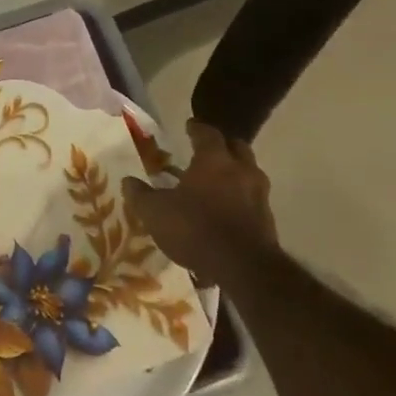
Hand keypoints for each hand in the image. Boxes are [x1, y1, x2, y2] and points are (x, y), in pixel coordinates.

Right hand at [125, 120, 278, 284]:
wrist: (244, 269)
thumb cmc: (196, 229)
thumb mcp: (156, 213)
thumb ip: (141, 195)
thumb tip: (128, 181)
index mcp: (214, 159)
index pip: (207, 132)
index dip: (197, 128)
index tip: (189, 126)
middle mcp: (241, 169)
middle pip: (236, 147)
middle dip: (223, 146)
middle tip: (207, 151)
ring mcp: (259, 194)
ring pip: (249, 172)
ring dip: (235, 173)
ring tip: (217, 183)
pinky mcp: (268, 219)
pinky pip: (253, 199)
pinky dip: (241, 198)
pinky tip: (227, 211)